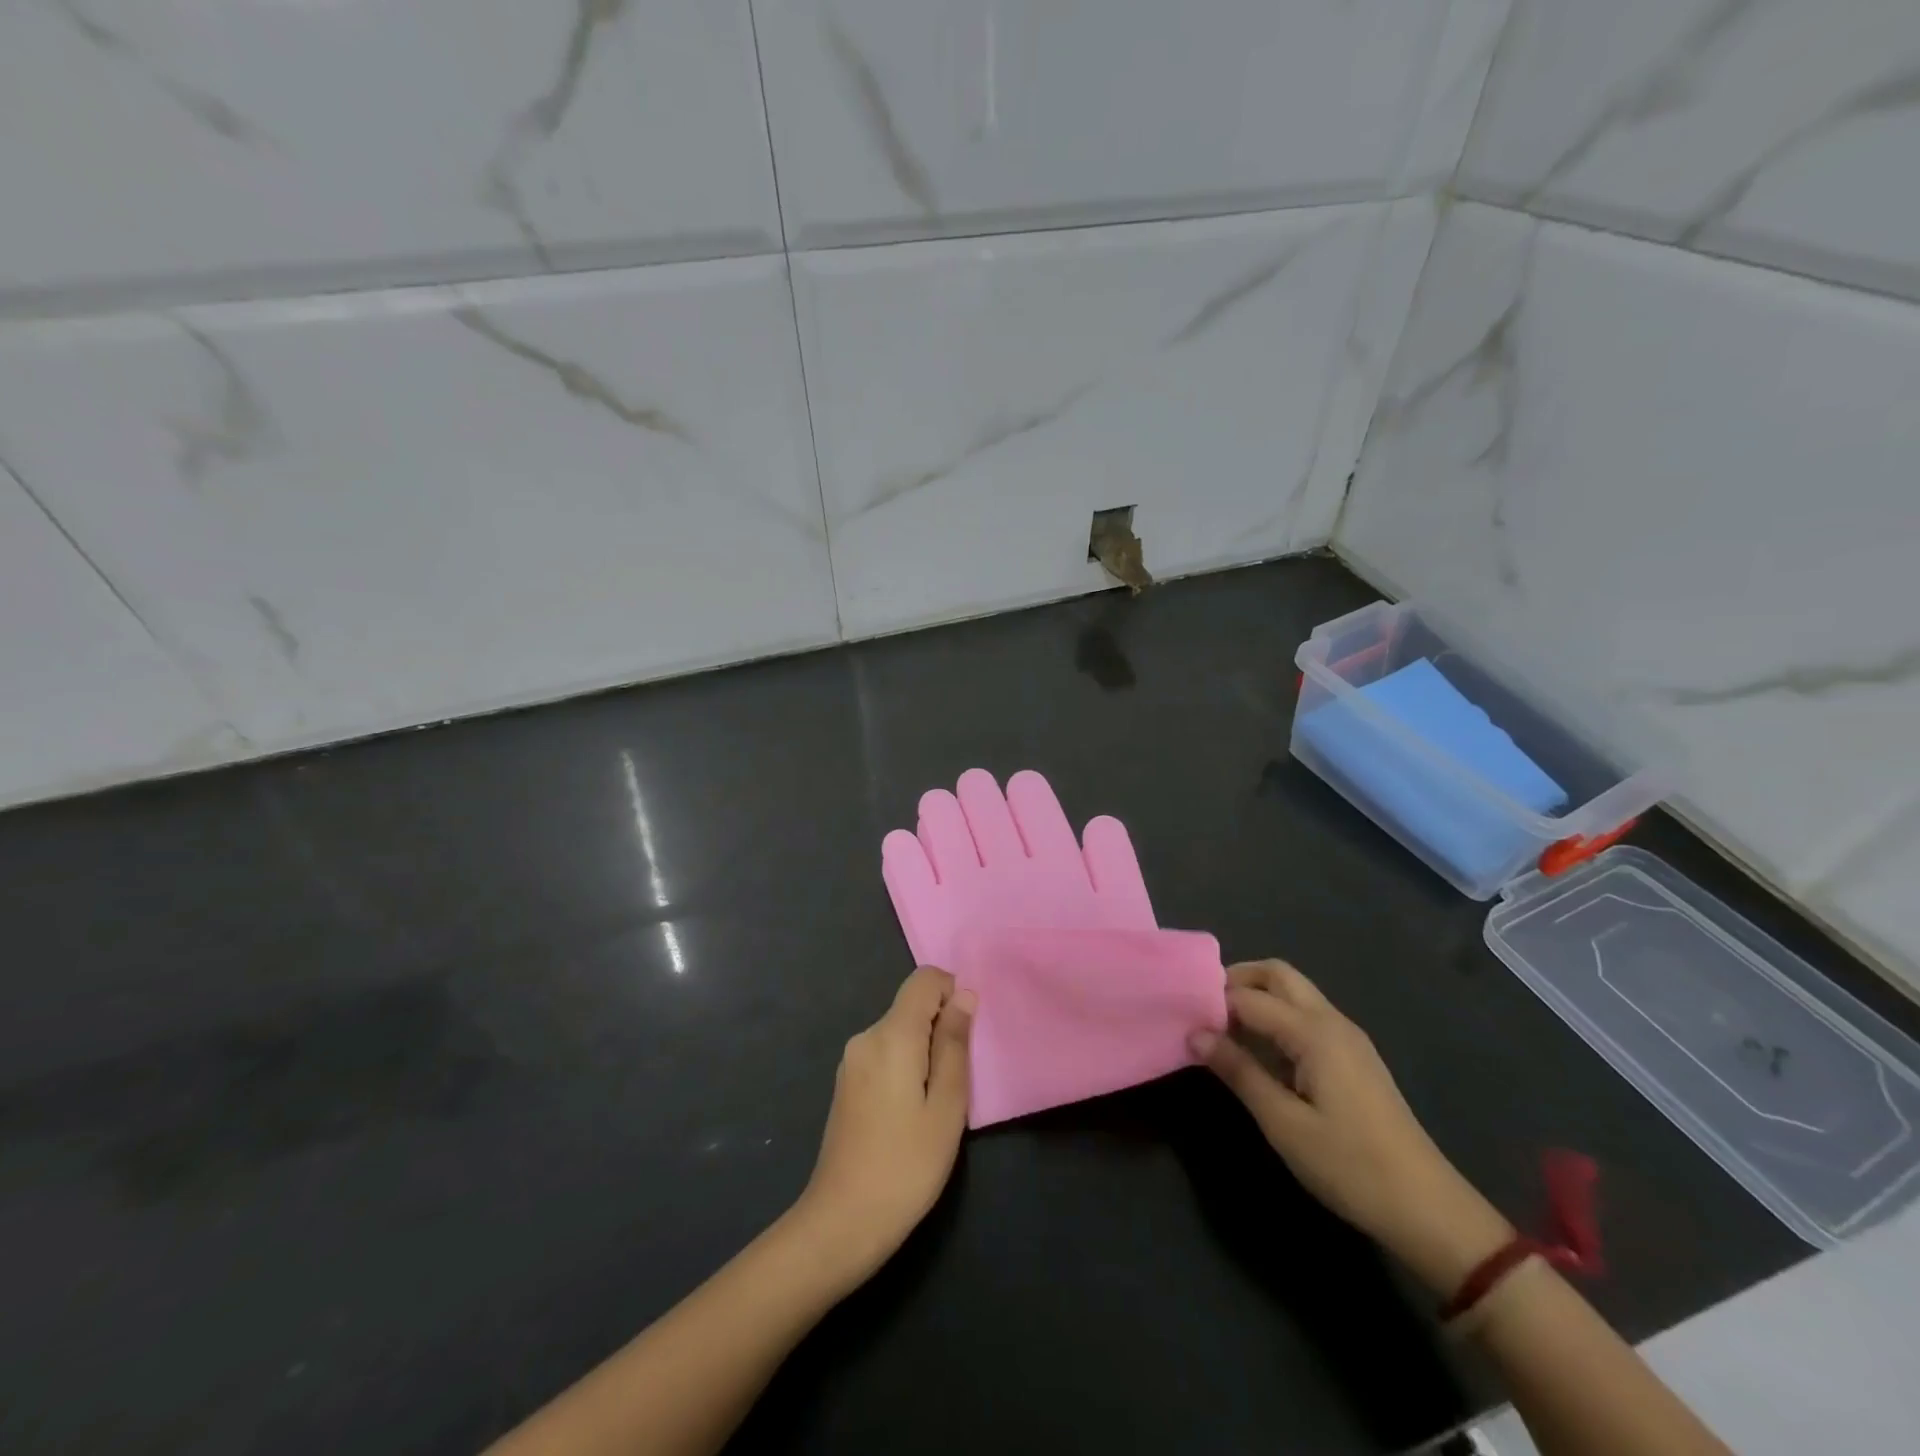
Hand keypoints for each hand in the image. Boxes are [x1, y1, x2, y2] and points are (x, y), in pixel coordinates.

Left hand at [792, 967, 974, 1285]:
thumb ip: (955, 1044)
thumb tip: (964, 996)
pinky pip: (884, 1054)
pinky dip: (905, 1067)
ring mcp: (851, 1062)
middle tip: (958, 1082)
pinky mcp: (846, 1084)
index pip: (924, 979)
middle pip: (911, 1006)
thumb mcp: (947, 1105)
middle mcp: (865, 1037)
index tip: (968, 1036)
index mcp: (891, 1035)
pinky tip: (911, 1114)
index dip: (953, 993)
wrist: (842, 1223)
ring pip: (899, 1032)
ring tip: (937, 1104)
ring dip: (925, 1051)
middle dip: (941, 1028)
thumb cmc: (906, 1165)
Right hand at [1190, 960, 1512, 1294]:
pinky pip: (1306, 1016)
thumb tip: (1195, 1034)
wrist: (1428, 1210)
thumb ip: (1239, 1072)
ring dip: (1257, 997)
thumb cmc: (1351, 1166)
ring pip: (1294, 992)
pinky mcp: (1353, 1057)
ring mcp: (1347, 1038)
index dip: (1213, 1002)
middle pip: (1278, 975)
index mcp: (1314, 1032)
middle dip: (1237, 980)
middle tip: (1203, 1008)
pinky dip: (1275, 1016)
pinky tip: (1258, 1050)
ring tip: (1222, 1028)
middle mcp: (1332, 1021)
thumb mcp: (1284, 1123)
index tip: (1180, 1015)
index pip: (1250, 997)